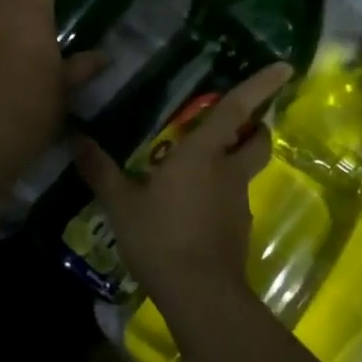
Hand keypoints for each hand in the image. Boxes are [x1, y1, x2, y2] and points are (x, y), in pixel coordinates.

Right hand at [73, 63, 292, 311]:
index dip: (260, 86)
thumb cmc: (160, 238)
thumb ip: (101, 171)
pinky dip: (220, 196)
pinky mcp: (239, 230)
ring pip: (245, 171)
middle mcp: (228, 172)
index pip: (236, 110)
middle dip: (256, 127)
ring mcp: (238, 202)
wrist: (200, 295)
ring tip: (198, 170)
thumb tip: (76, 140)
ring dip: (233, 162)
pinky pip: (233, 201)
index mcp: (202, 154)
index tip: (285, 67)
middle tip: (237, 123)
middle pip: (257, 141)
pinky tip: (193, 209)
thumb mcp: (121, 204)